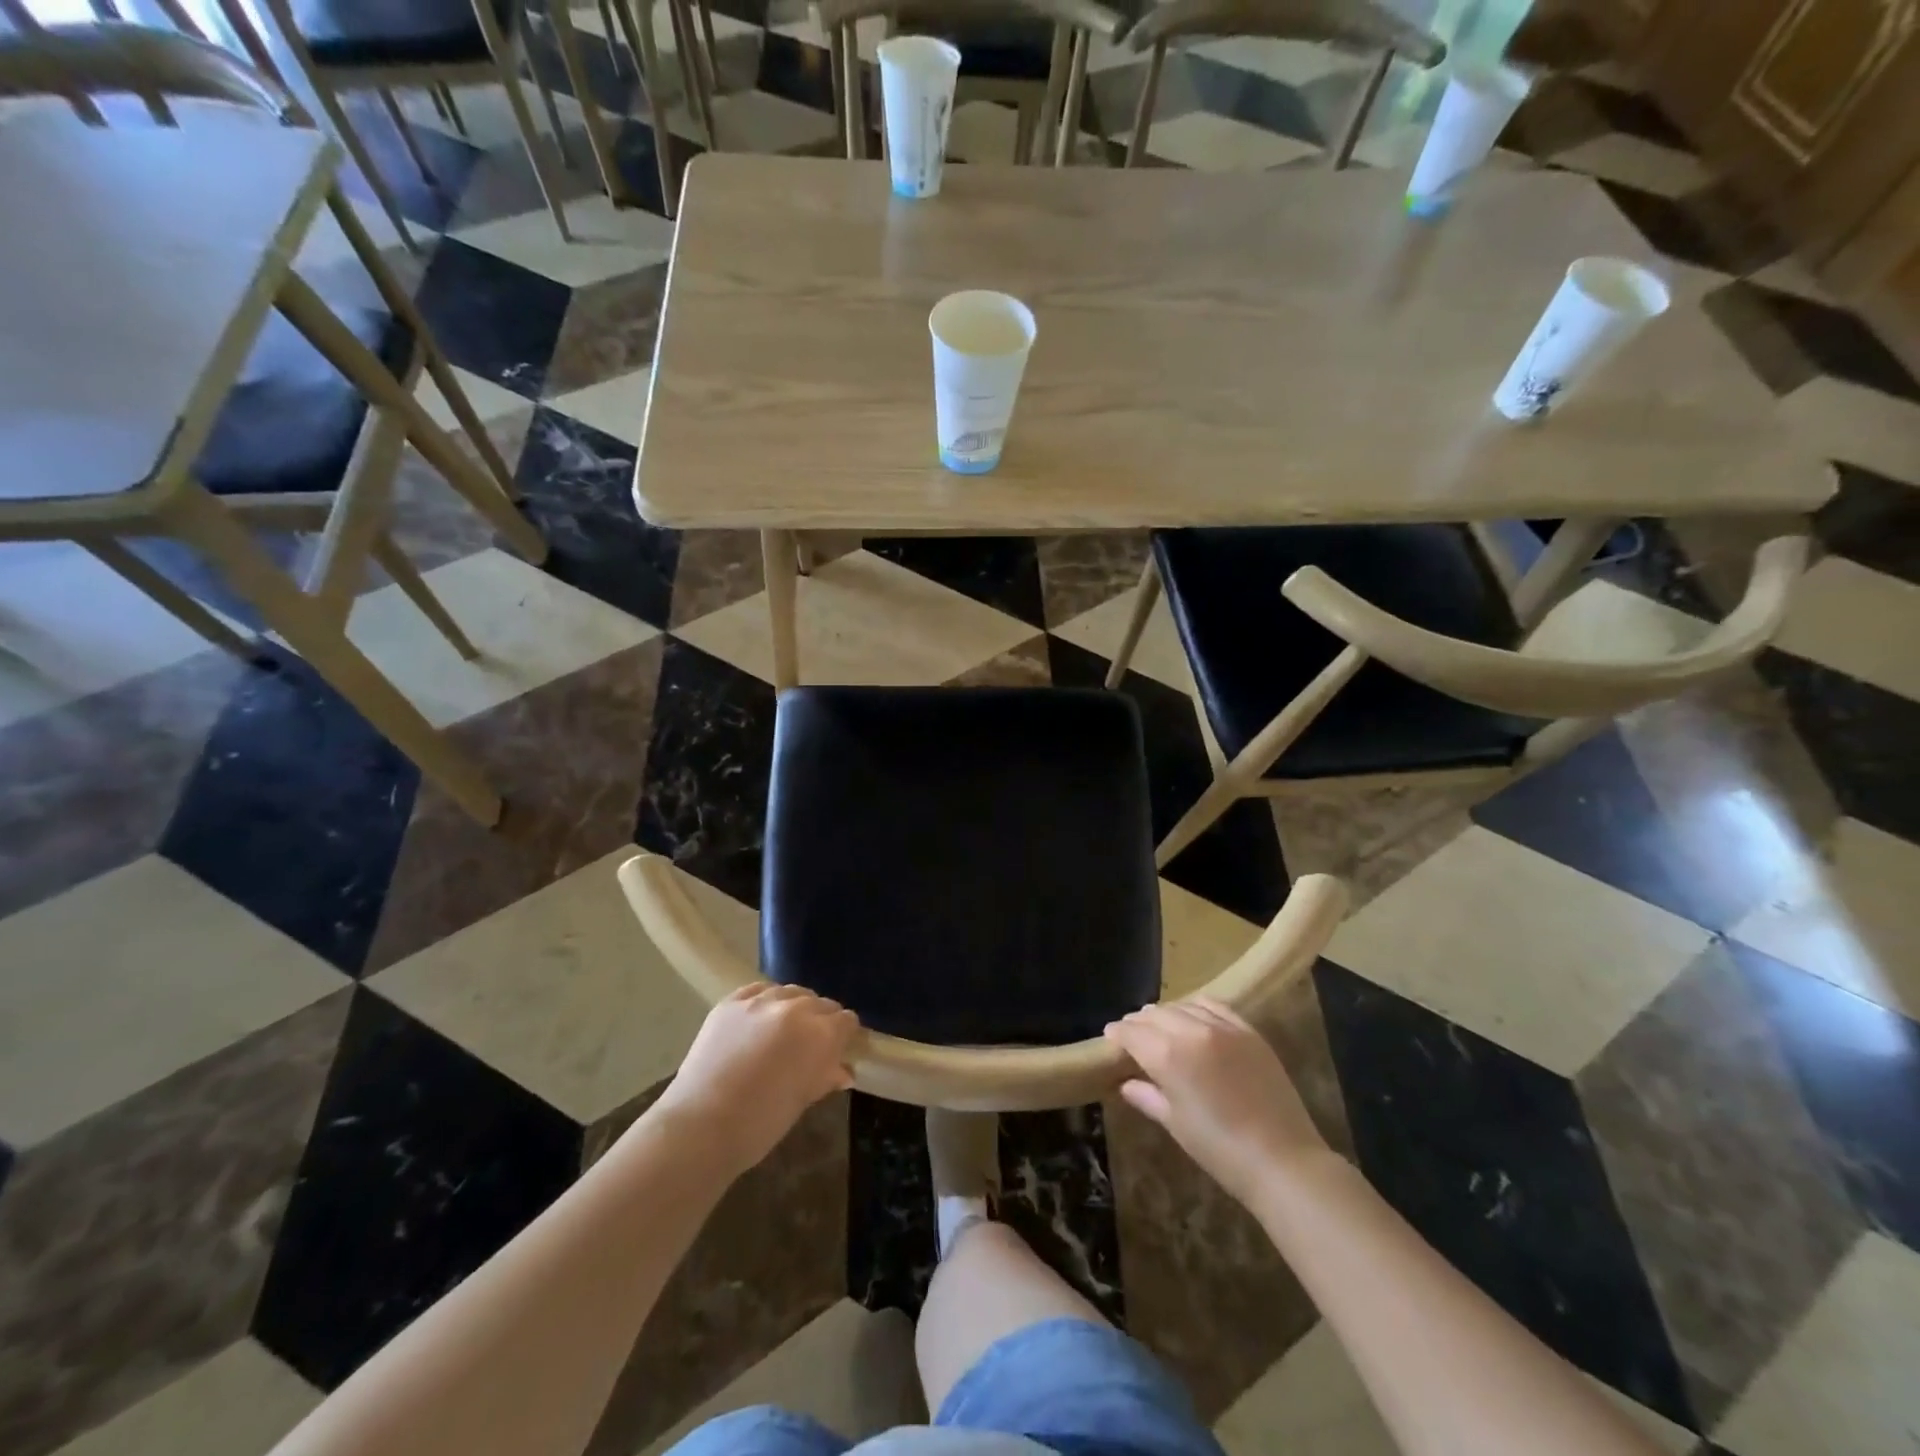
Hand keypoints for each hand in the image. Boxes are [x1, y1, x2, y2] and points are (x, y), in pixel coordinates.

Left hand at [654, 984, 859, 1177]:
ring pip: (792, 992)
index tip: (837, 1050)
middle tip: (809, 1045)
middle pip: (821, 1003)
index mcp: (821, 1035)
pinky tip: (758, 1021)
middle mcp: (796, 1008)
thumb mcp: (801, 1102)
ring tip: (782, 1031)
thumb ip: (824, 1077)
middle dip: (821, 1021)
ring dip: (794, 1008)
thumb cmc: (759, 1124)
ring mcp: (761, 1000)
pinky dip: (765, 1003)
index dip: (844, 1036)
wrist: (699, 1126)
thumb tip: (843, 1071)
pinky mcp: (732, 1001)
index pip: (846, 1021)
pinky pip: (759, 990)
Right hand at [1104, 997, 1332, 1207]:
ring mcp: (1223, 1028)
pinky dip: (1197, 1006)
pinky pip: (1215, 1006)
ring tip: (1159, 1023)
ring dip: (1166, 1013)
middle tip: (1132, 1032)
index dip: (1117, 1033)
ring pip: (1183, 1006)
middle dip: (1139, 1022)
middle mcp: (1191, 1031)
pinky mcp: (1248, 1031)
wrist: (1282, 1159)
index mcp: (1167, 1055)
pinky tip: (1193, 1013)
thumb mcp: (1176, 1124)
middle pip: (1155, 1014)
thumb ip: (1147, 1096)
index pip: (1132, 1033)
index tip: (1110, 1036)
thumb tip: (1126, 1083)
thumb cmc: (1220, 1149)